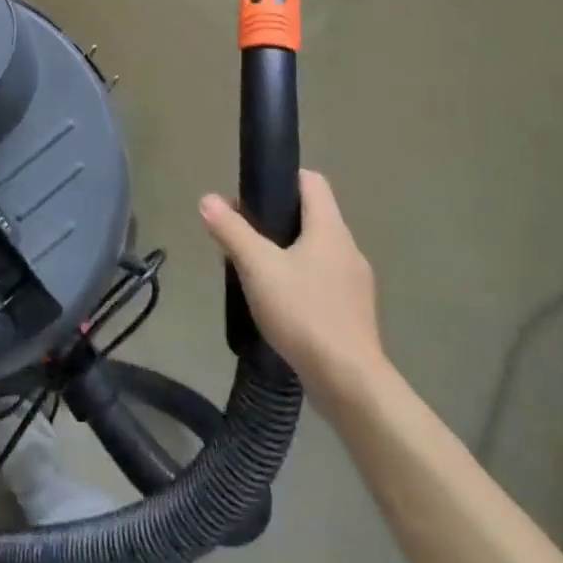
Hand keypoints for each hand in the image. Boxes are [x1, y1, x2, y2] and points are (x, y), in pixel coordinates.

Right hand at [200, 170, 387, 408]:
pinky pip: (322, 283)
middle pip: (312, 217)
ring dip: (286, 254)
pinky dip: (300, 283)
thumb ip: (231, 230)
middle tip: (242, 236)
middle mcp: (348, 249)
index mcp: (330, 229)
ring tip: (254, 273)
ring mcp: (355, 284)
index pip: (312, 182)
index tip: (254, 193)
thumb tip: (208, 199)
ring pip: (315, 252)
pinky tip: (278, 305)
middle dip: (276, 221)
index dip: (283, 178)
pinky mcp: (353, 315)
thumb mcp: (257, 267)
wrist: (350, 383)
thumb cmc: (304, 313)